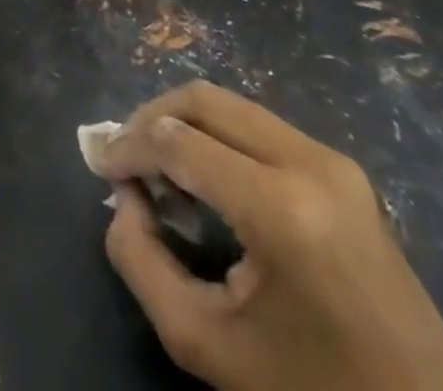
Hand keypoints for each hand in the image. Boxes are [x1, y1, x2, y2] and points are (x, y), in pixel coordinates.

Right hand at [99, 82, 442, 390]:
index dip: (127, 147)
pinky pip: (258, 126)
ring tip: (158, 168)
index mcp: (281, 208)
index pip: (177, 142)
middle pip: (203, 100)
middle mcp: (309, 163)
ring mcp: (333, 161)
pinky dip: (216, 136)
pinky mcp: (343, 170)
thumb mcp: (205, 343)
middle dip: (150, 119)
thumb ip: (141, 261)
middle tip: (123, 157)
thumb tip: (124, 197)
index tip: (99, 167)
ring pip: (229, 104)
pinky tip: (204, 177)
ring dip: (182, 123)